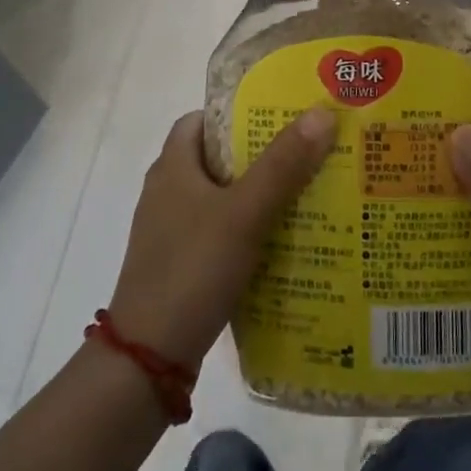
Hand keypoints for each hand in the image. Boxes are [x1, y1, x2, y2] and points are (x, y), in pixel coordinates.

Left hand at [108, 107, 337, 371]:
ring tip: (307, 193)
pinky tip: (283, 241)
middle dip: (261, 154)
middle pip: (218, 158)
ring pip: (222, 198)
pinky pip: (220, 232)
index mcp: (172, 167)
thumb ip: (282, 164)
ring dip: (258, 194)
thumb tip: (322, 112)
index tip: (280, 115)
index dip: (237, 112)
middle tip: (308, 153)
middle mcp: (167, 192)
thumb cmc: (192, 269)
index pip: (201, 120)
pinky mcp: (181, 264)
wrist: (149, 358)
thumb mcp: (243, 213)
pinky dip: (248, 229)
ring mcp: (171, 231)